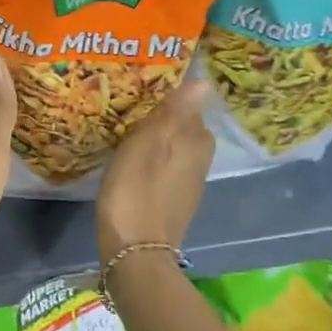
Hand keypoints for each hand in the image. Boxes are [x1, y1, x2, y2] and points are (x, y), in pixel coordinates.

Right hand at [96, 78, 211, 262]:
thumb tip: (205, 81)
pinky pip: (165, 167)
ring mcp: (188, 182)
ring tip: (126, 131)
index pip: (187, 105)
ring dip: (156, 139)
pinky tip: (132, 162)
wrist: (135, 249)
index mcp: (196, 139)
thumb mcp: (149, 143)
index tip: (139, 90)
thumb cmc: (136, 189)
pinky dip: (153, 160)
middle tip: (128, 108)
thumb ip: (174, 111)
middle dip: (161, 118)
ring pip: (174, 147)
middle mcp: (200, 158)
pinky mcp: (174, 199)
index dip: (165, 97)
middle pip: (182, 126)